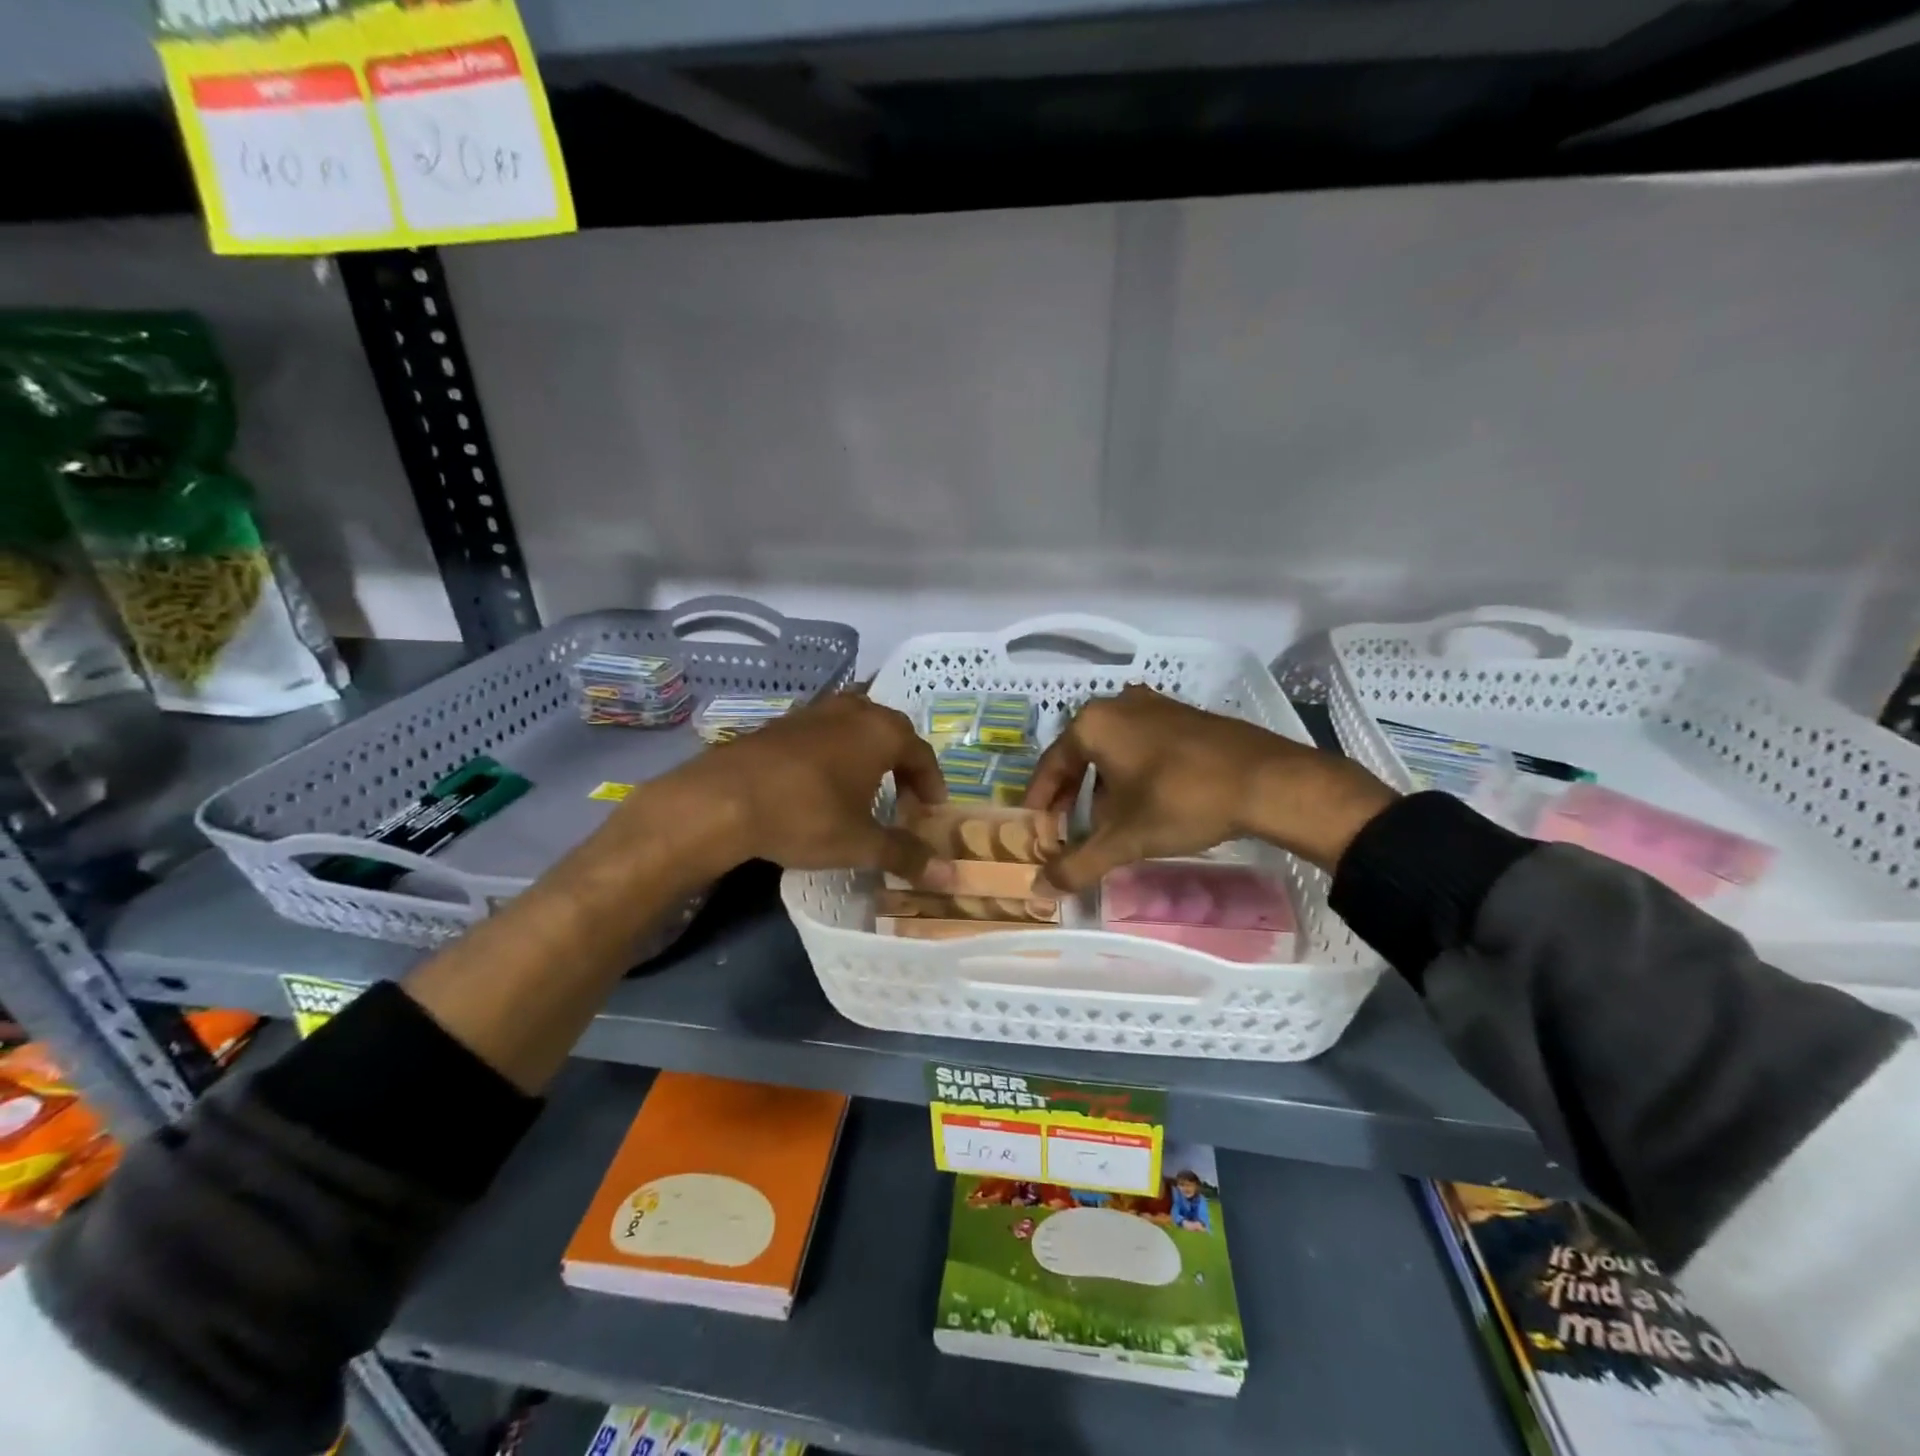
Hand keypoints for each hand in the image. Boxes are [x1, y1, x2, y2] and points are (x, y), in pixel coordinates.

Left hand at [642, 691, 957, 887]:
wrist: (723, 799)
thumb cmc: (805, 815)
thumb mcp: (860, 843)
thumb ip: (905, 855)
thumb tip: (948, 876)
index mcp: (881, 731)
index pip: (922, 753)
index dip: (931, 784)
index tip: (930, 811)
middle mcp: (853, 710)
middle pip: (891, 732)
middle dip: (903, 765)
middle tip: (902, 799)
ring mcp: (815, 711)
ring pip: (856, 726)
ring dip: (868, 754)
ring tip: (865, 788)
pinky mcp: (783, 722)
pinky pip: (826, 732)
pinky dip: (837, 752)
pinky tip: (822, 782)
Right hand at [1024, 684, 1396, 889]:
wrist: (1268, 780)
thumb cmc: (1182, 802)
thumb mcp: (1124, 839)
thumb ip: (1077, 864)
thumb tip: (1038, 889)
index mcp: (1092, 725)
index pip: (1050, 766)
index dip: (1039, 803)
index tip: (1035, 830)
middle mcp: (1118, 705)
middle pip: (1079, 755)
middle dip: (1071, 795)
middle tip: (1067, 830)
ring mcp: (1155, 705)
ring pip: (1112, 749)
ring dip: (1102, 785)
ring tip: (1107, 821)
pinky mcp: (1185, 715)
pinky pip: (1141, 743)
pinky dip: (1132, 772)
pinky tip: (1145, 801)